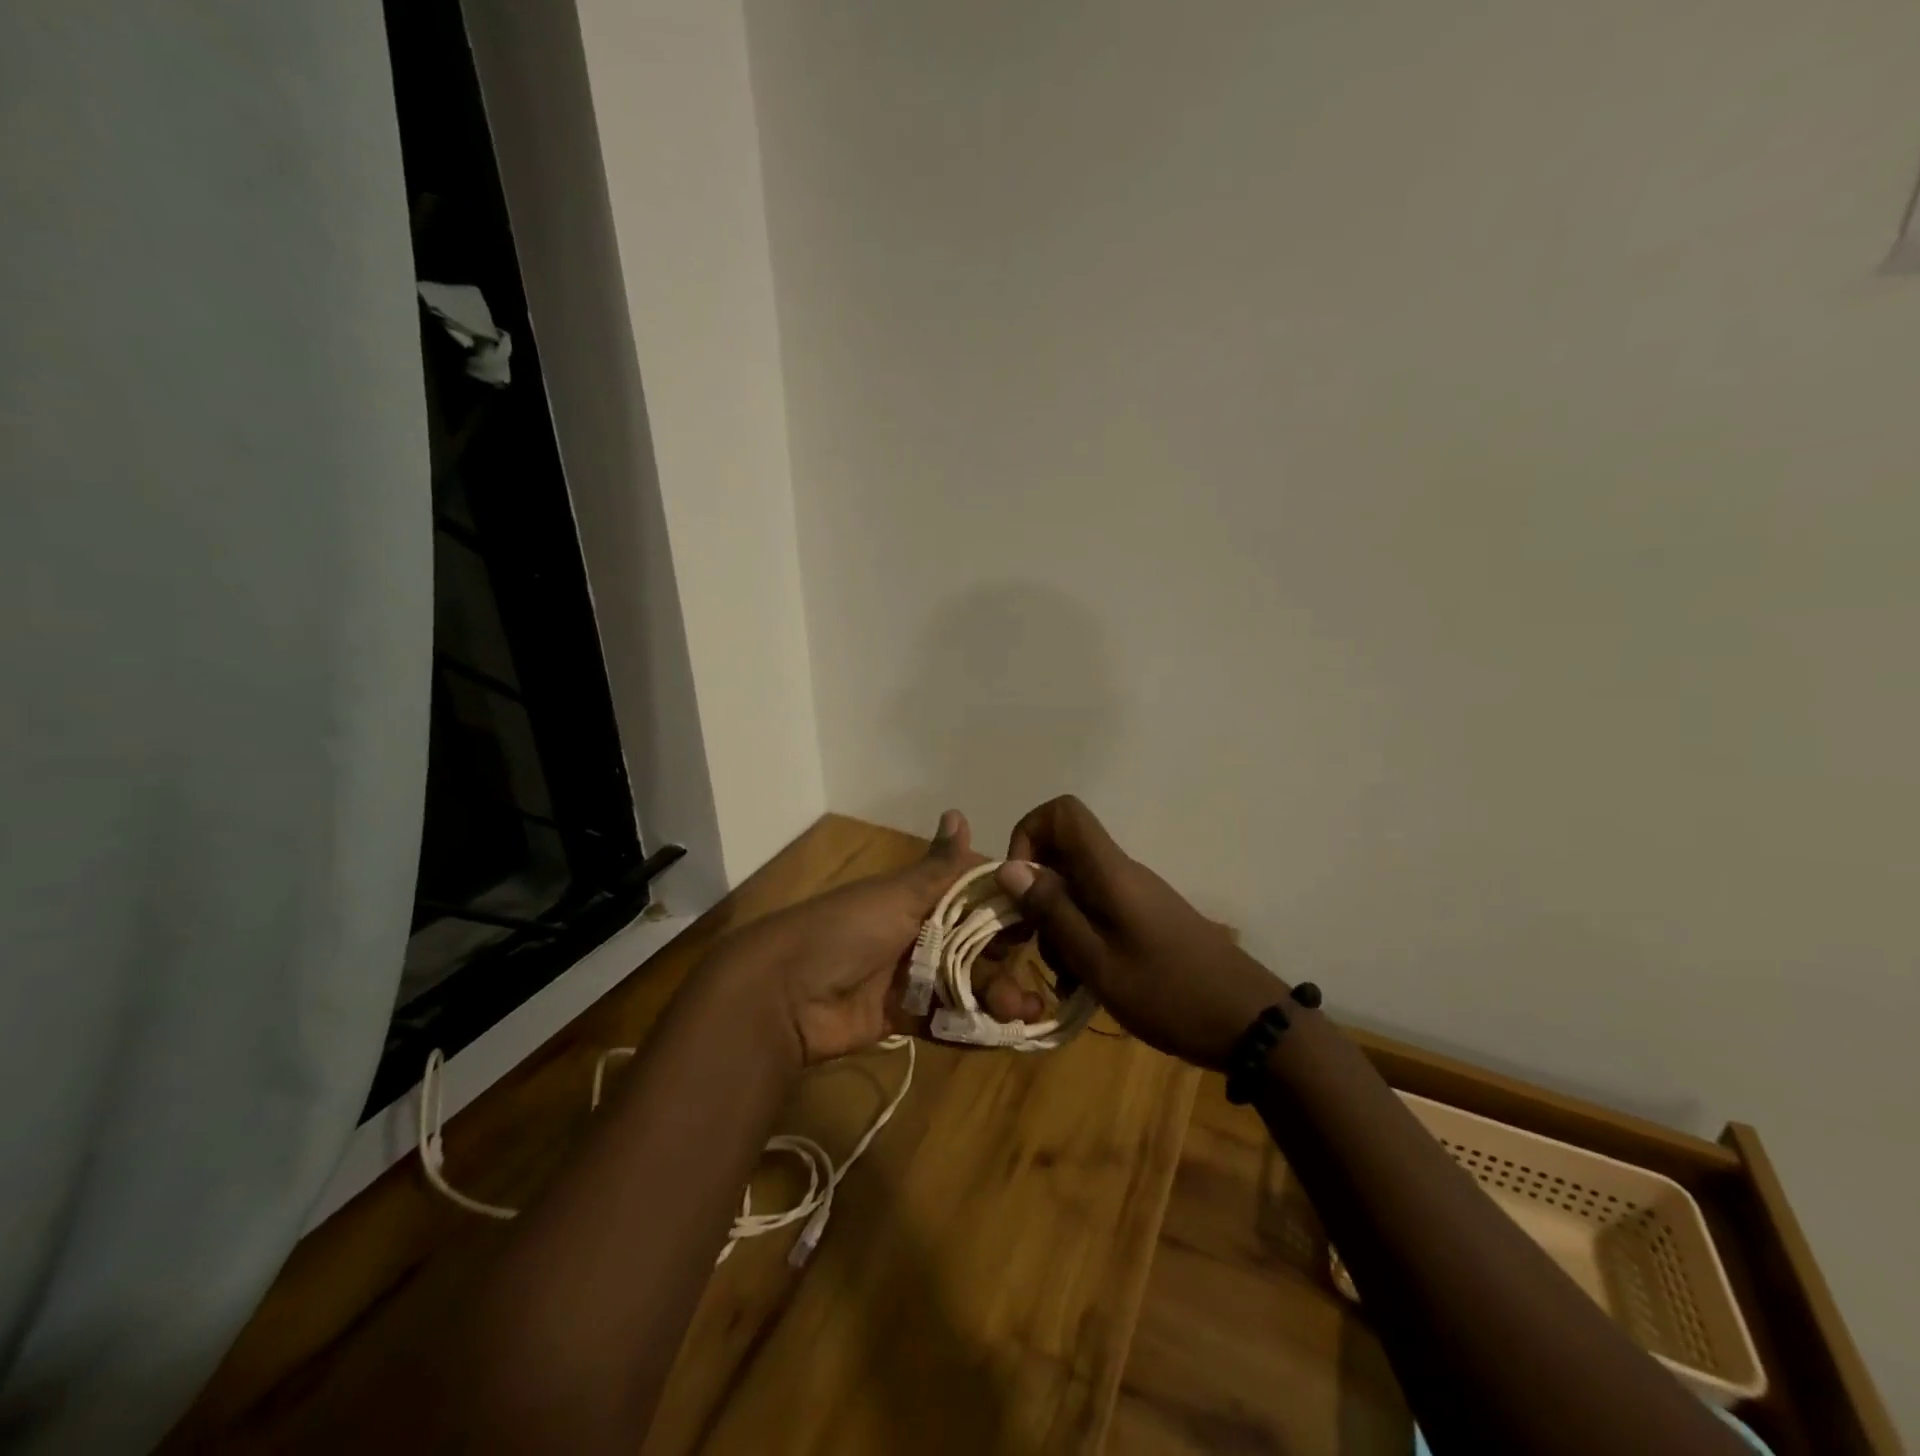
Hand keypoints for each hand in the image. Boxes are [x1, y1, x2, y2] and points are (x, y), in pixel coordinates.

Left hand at [724, 811, 1044, 1063]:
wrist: (782, 995)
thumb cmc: (846, 931)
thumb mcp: (897, 895)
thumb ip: (939, 866)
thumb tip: (959, 811)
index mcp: (917, 897)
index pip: (974, 895)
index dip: (1008, 907)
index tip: (1044, 919)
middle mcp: (917, 932)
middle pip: (975, 945)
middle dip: (1007, 962)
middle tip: (1037, 984)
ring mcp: (908, 976)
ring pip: (965, 984)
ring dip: (997, 998)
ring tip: (1024, 1015)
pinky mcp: (900, 1016)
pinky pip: (944, 1019)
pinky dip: (971, 1027)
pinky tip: (1000, 1034)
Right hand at [995, 796, 1286, 1068]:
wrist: (1249, 1023)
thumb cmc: (1170, 993)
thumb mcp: (1098, 961)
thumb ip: (1052, 911)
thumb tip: (1008, 867)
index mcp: (1110, 871)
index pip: (1062, 812)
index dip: (1029, 835)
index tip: (1019, 885)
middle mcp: (1121, 872)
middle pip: (1062, 853)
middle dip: (1035, 893)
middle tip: (1028, 942)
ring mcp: (1134, 896)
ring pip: (1075, 887)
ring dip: (1056, 924)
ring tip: (1063, 975)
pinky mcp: (1143, 919)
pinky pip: (1096, 911)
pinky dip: (1079, 939)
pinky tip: (1082, 982)